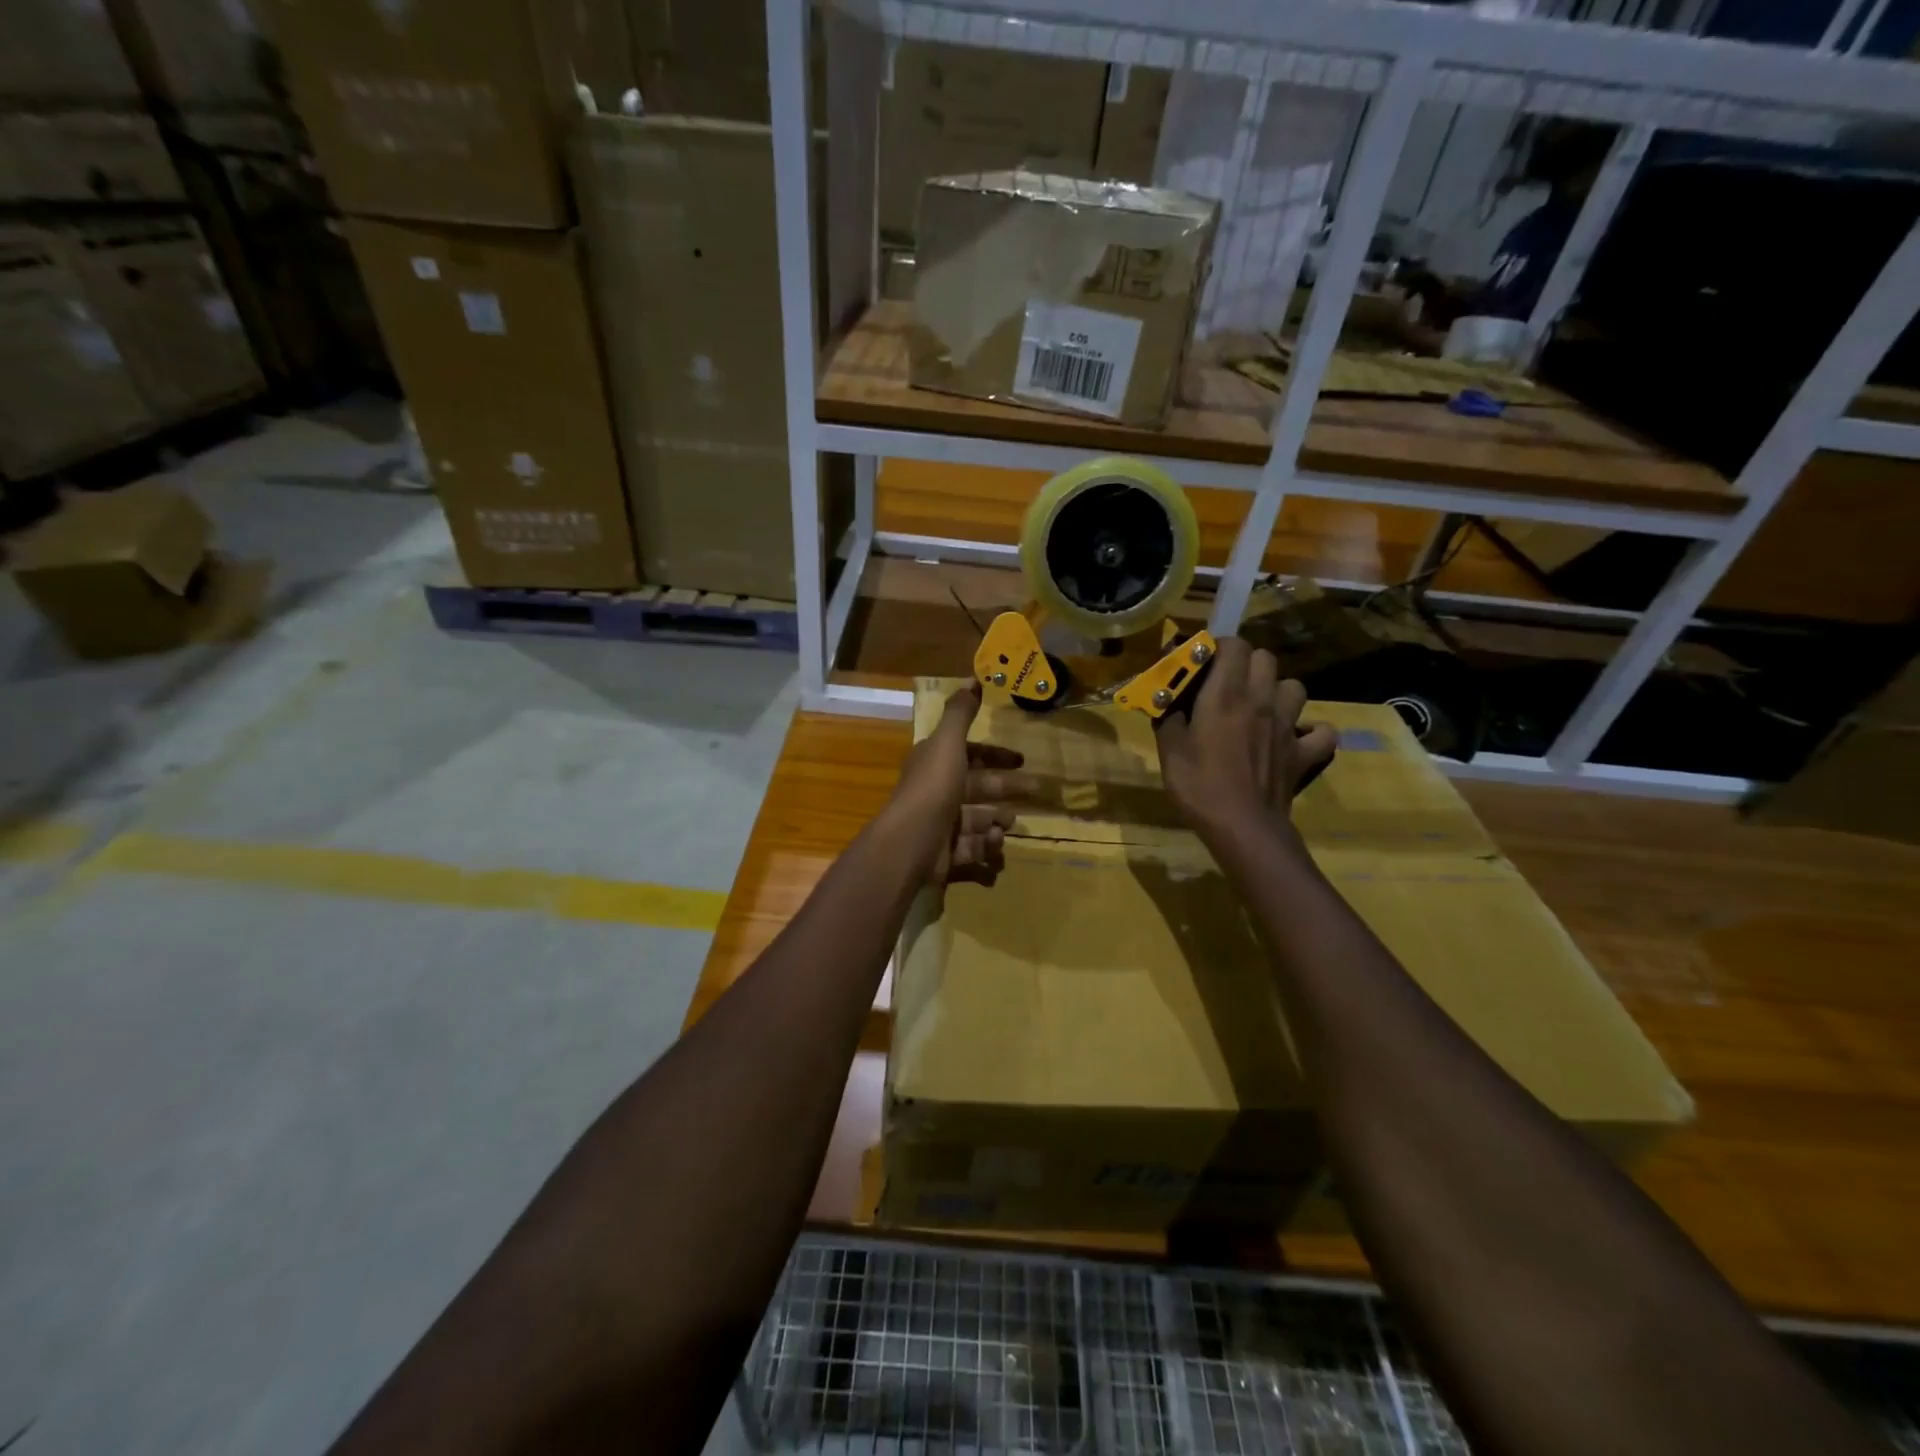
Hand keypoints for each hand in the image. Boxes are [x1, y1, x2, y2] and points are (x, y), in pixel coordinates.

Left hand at [885, 683, 1027, 885]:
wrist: (911, 843)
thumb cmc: (933, 788)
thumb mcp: (948, 743)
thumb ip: (961, 713)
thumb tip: (973, 678)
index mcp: (935, 763)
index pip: (969, 755)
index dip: (994, 755)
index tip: (1022, 759)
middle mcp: (936, 792)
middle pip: (977, 787)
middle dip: (1006, 787)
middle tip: (1036, 789)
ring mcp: (940, 825)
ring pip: (976, 819)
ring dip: (997, 819)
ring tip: (1011, 823)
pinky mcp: (945, 855)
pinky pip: (972, 849)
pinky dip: (987, 846)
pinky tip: (997, 843)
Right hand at [1155, 637, 1336, 835]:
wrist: (1242, 827)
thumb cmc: (1199, 786)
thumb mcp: (1169, 750)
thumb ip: (1169, 718)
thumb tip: (1167, 703)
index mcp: (1225, 695)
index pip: (1234, 645)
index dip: (1219, 647)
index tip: (1204, 663)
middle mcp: (1261, 700)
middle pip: (1265, 658)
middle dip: (1247, 664)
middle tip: (1228, 685)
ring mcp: (1288, 726)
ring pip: (1294, 687)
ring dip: (1278, 691)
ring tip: (1261, 708)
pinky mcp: (1304, 752)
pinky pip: (1322, 733)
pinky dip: (1312, 732)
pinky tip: (1296, 739)